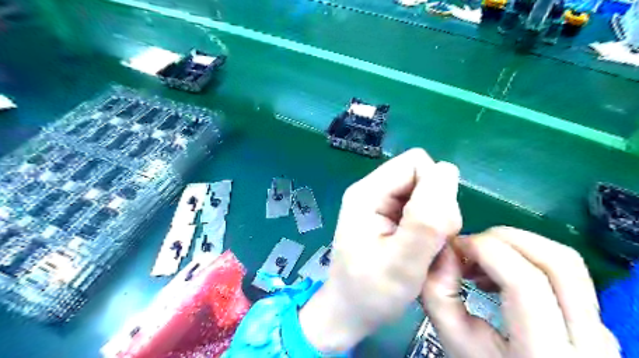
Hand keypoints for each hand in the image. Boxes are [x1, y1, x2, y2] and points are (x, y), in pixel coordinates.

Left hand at [303, 148, 461, 351]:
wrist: (351, 311)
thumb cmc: (371, 292)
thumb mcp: (401, 262)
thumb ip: (425, 219)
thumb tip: (447, 170)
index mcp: (367, 192)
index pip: (416, 163)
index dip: (436, 190)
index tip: (436, 226)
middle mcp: (372, 190)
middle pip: (423, 177)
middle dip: (437, 209)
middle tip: (428, 245)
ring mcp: (380, 203)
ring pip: (427, 194)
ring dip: (436, 222)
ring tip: (424, 252)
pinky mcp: (388, 216)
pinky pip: (423, 209)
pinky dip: (431, 228)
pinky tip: (422, 250)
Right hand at [423, 227, 621, 357]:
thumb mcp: (454, 340)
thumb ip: (439, 295)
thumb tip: (445, 251)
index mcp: (547, 353)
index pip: (525, 281)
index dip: (485, 250)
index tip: (455, 246)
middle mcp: (589, 340)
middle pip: (558, 261)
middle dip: (504, 238)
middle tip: (469, 247)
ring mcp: (599, 327)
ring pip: (566, 261)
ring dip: (515, 245)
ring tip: (481, 259)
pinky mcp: (593, 318)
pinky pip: (564, 272)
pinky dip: (525, 257)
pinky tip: (498, 272)